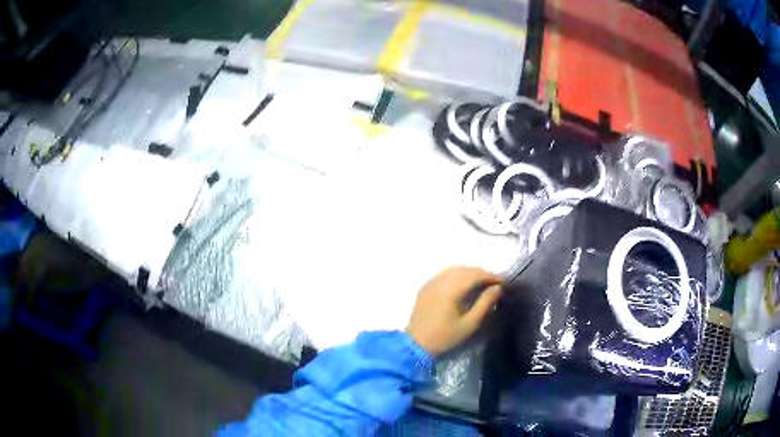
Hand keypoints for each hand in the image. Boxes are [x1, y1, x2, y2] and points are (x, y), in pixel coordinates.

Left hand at [406, 266, 502, 355]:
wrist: (415, 344)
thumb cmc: (445, 337)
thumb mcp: (470, 324)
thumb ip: (485, 303)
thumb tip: (497, 288)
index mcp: (451, 289)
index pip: (476, 274)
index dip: (492, 276)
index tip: (504, 283)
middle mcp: (440, 280)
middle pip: (465, 269)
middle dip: (482, 274)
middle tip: (495, 284)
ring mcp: (431, 282)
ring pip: (455, 270)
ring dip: (470, 273)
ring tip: (482, 284)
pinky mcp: (425, 287)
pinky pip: (445, 274)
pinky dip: (458, 276)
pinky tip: (464, 286)